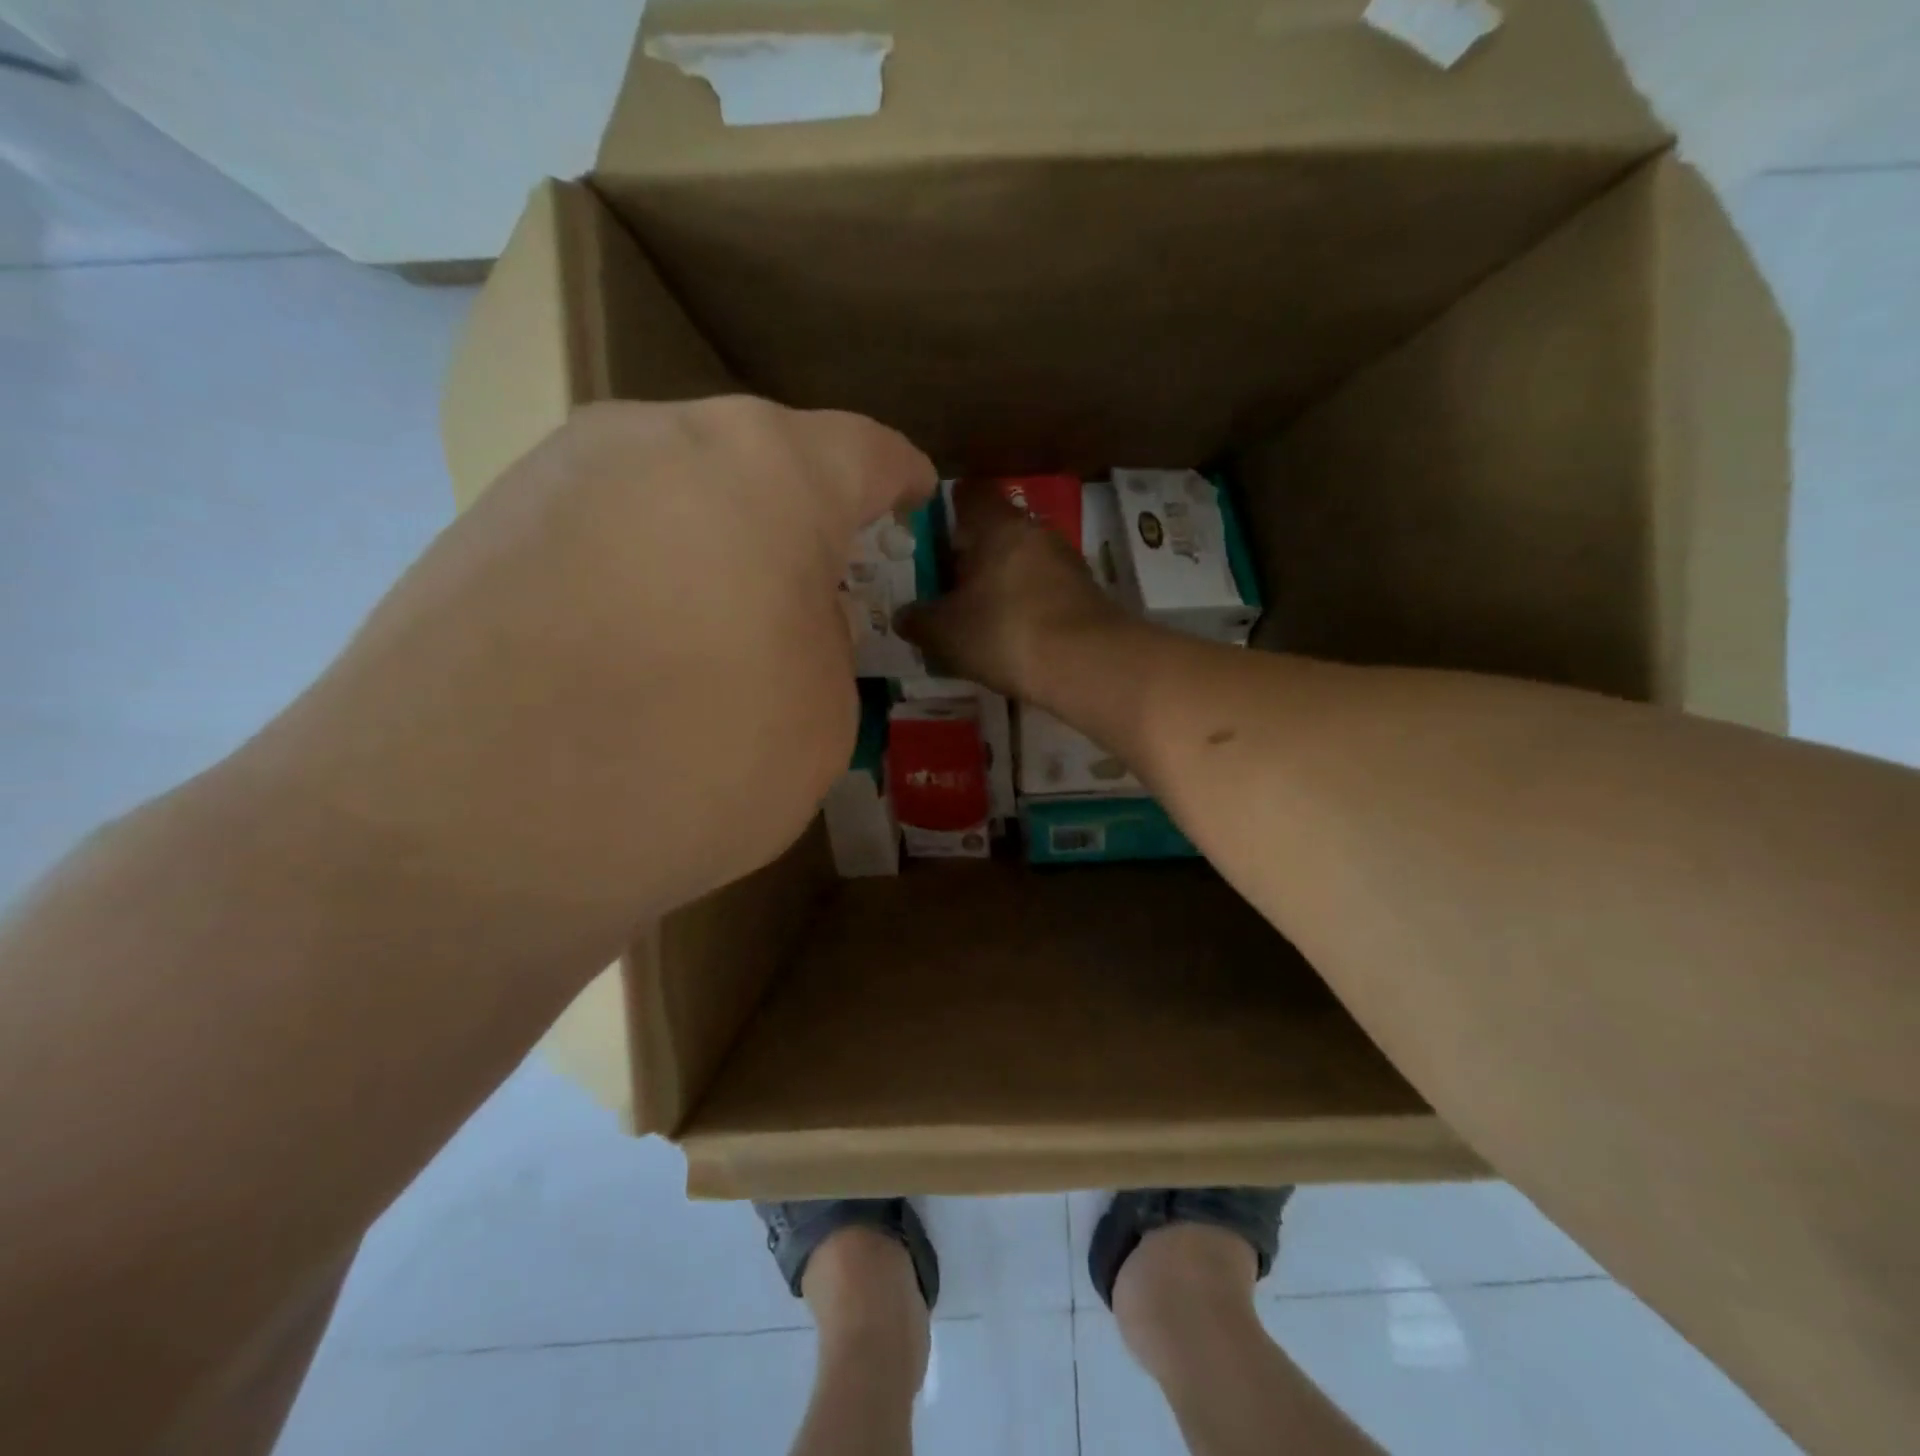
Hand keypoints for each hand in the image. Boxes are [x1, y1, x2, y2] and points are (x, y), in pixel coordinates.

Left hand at [246, 397, 933, 919]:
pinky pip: (601, 532)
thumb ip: (824, 640)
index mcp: (766, 468)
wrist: (459, 832)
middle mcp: (655, 438)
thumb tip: (781, 614)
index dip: (901, 483)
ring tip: (718, 632)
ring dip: (713, 544)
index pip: (864, 452)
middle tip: (816, 589)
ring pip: (673, 492)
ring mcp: (552, 474)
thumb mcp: (824, 716)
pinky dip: (639, 573)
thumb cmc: (693, 761)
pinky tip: (631, 653)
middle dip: (799, 517)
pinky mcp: (477, 529)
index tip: (915, 506)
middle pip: (758, 462)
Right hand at [898, 479, 1127, 706]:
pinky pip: (1044, 590)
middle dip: (972, 555)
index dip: (947, 509)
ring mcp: (1066, 561)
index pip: (969, 494)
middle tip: (947, 586)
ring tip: (979, 617)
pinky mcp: (1086, 593)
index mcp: (997, 525)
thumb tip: (903, 616)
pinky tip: (1013, 637)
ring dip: (1001, 582)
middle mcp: (1035, 532)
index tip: (932, 535)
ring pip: (1022, 562)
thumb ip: (918, 621)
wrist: (1088, 664)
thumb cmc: (1004, 633)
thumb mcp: (945, 633)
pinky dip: (1026, 605)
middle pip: (997, 531)